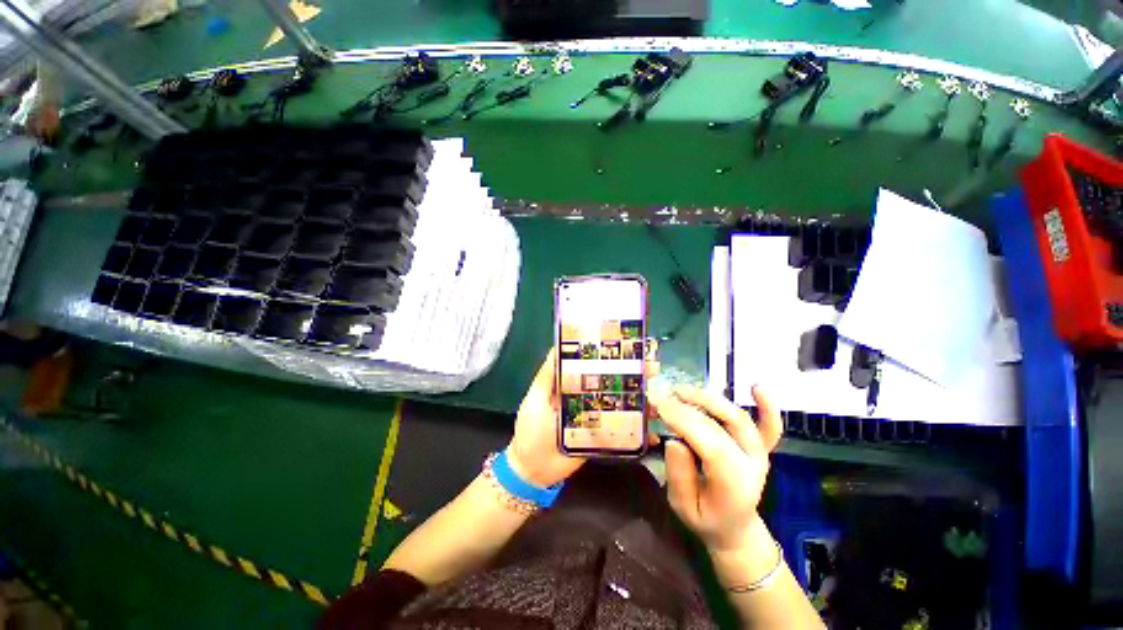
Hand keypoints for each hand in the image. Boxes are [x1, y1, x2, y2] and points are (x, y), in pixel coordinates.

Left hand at [508, 344, 660, 488]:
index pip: (594, 364)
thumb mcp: (535, 397)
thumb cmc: (532, 429)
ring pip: (622, 403)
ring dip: (640, 398)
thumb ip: (547, 374)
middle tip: (651, 367)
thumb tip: (558, 346)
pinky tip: (652, 428)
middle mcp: (587, 396)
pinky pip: (622, 430)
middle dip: (633, 373)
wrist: (534, 471)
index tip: (628, 345)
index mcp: (572, 384)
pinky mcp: (603, 436)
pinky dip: (638, 429)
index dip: (610, 354)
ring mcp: (597, 417)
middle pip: (612, 381)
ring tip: (657, 395)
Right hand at [648, 384, 781, 551]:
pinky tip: (756, 387)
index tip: (659, 407)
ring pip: (739, 417)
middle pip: (727, 425)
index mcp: (734, 485)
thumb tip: (674, 441)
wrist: (735, 528)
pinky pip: (769, 425)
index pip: (712, 445)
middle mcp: (753, 464)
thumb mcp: (683, 507)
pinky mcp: (762, 446)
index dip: (685, 422)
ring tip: (682, 391)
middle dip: (692, 407)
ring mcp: (760, 453)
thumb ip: (679, 476)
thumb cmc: (706, 518)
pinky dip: (766, 406)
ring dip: (711, 399)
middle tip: (664, 398)